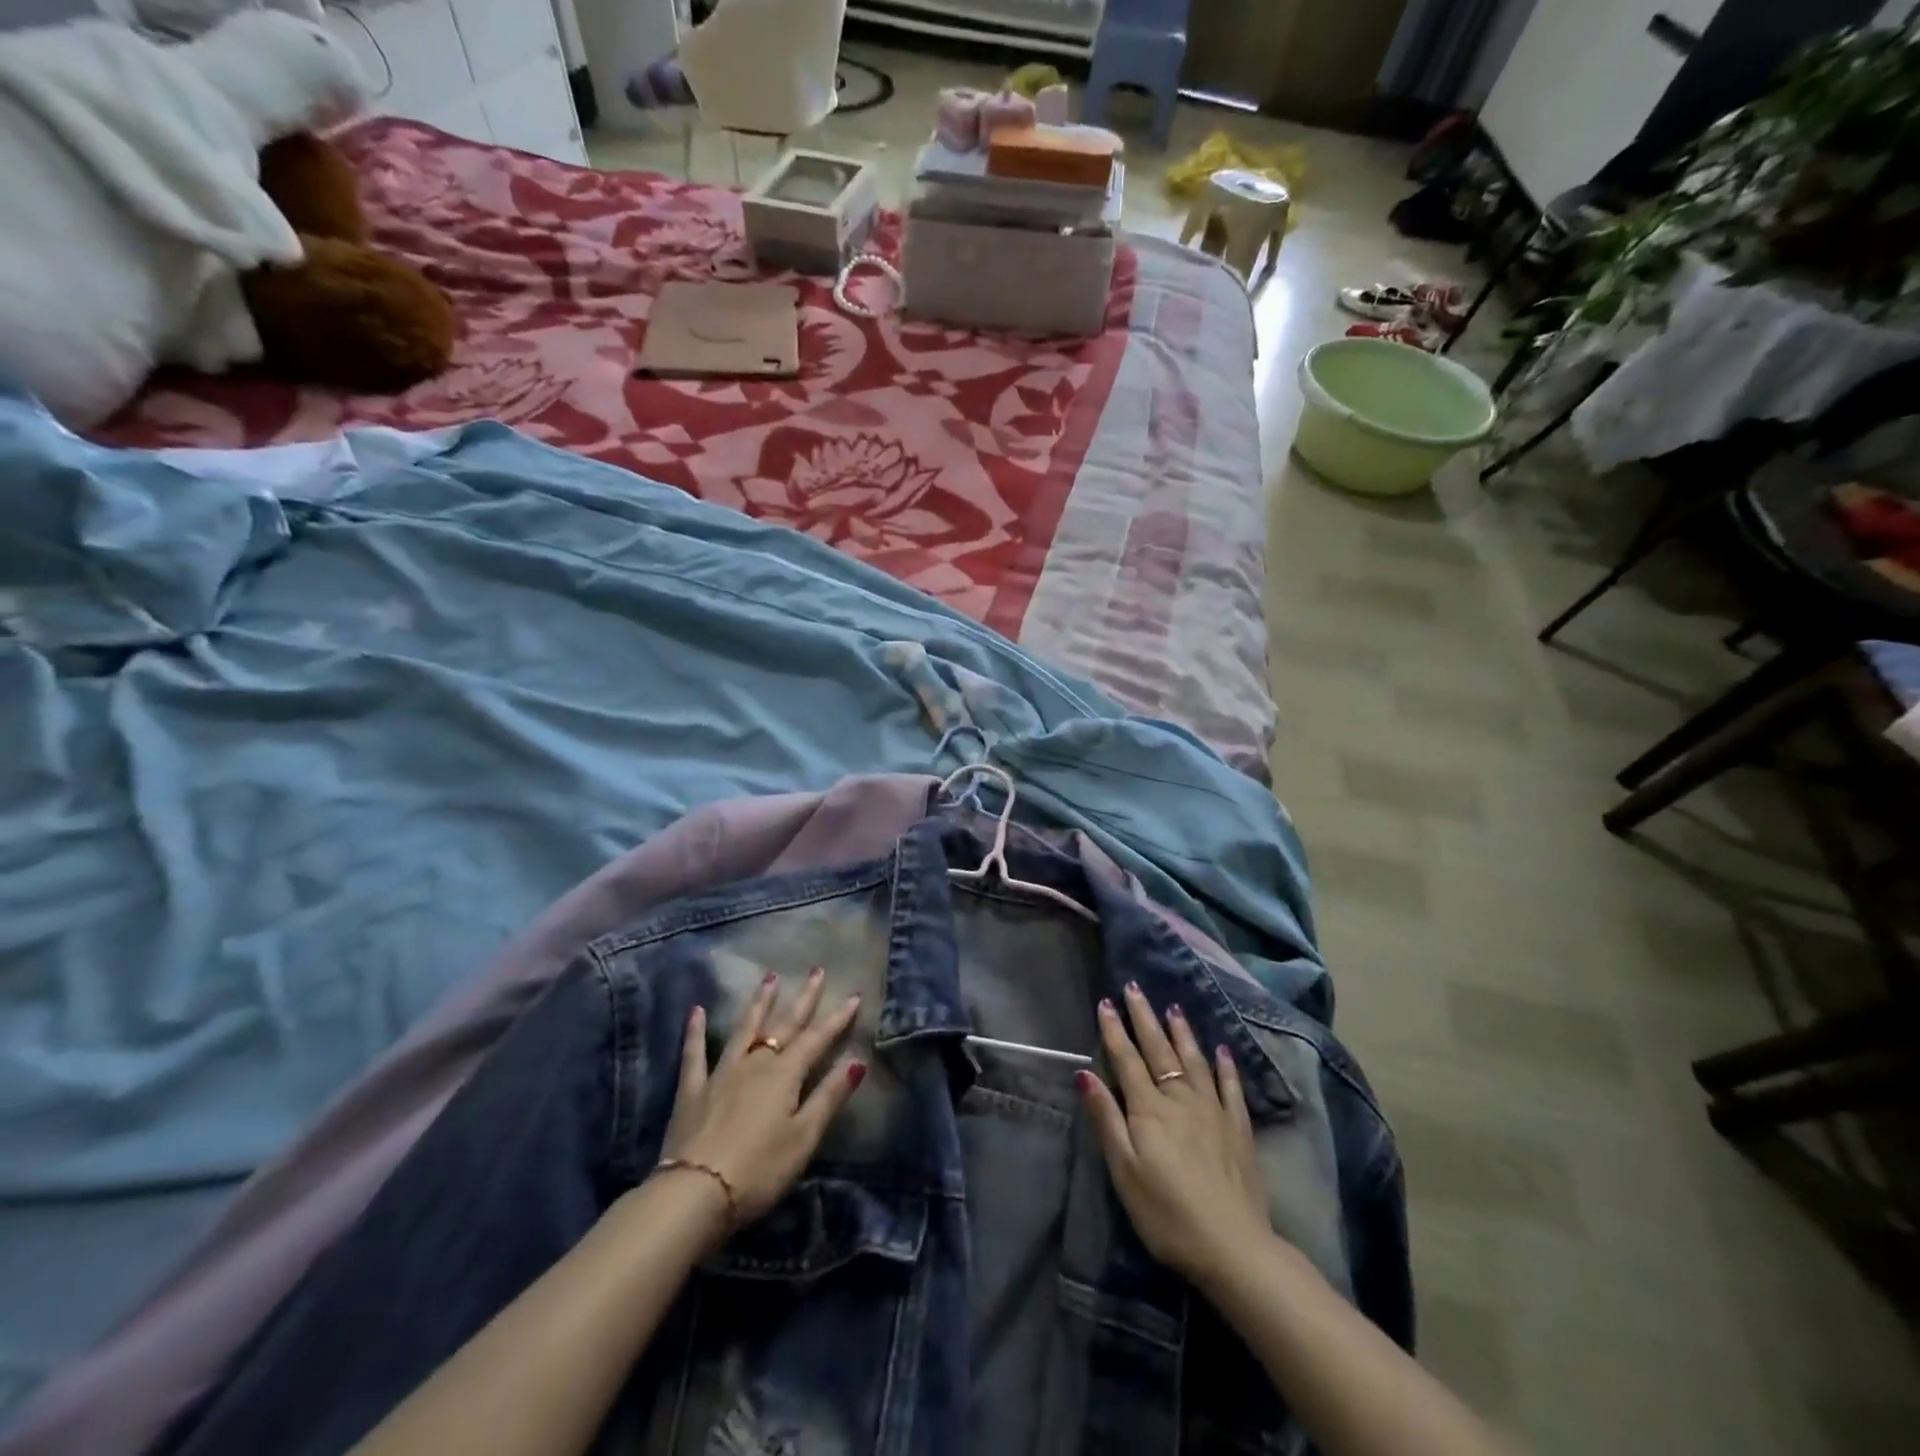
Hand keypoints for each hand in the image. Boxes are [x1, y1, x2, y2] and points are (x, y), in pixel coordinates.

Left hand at [660, 968, 865, 1231]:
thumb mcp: (804, 1137)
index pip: (817, 1039)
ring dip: (759, 1003)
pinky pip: (694, 1054)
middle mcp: (755, 1063)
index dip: (837, 1019)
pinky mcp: (692, 1090)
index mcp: (785, 1075)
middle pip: (784, 1025)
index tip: (853, 996)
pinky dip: (695, 1031)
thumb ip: (829, 1097)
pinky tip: (697, 1010)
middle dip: (803, 998)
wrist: (695, 1193)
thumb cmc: (759, 1170)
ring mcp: (721, 1073)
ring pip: (745, 1029)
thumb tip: (857, 1061)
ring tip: (769, 978)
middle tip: (817, 971)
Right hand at [1078, 984, 1269, 1288]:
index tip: (1105, 1001)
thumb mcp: (1124, 1170)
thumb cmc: (1166, 1213)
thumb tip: (1085, 1073)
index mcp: (1148, 1108)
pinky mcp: (1238, 1127)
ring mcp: (1212, 1110)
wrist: (1233, 1246)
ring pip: (1193, 1060)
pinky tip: (1222, 1051)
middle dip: (1144, 1017)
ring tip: (1173, 1008)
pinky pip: (1230, 1087)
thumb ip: (1106, 1119)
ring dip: (1181, 1032)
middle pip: (1158, 1050)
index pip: (1126, 1059)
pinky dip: (1225, 1066)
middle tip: (1135, 987)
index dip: (1114, 1030)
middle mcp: (1180, 1098)